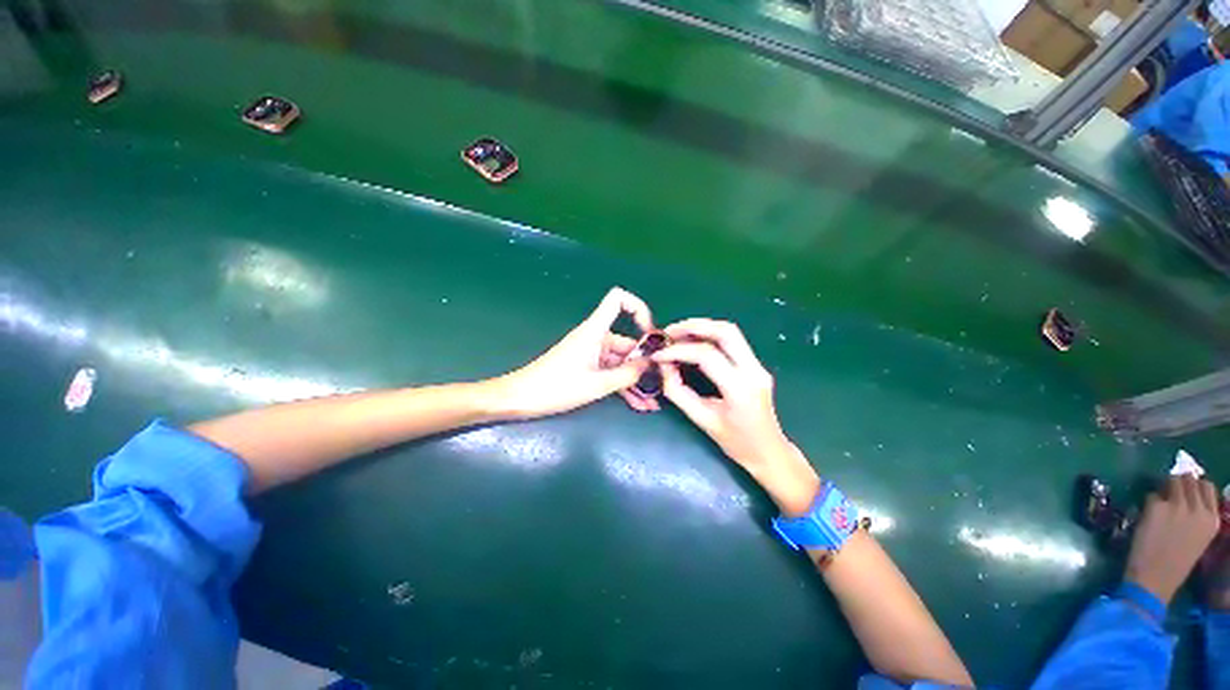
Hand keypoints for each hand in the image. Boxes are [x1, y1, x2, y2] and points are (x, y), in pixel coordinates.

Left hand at [494, 288, 653, 419]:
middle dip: (645, 363)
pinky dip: (623, 386)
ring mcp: (592, 353)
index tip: (650, 334)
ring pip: (621, 362)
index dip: (638, 309)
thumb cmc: (556, 387)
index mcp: (595, 331)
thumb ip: (627, 374)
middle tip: (662, 383)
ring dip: (636, 381)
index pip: (618, 299)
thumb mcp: (596, 384)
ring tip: (652, 402)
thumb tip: (651, 364)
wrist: (521, 398)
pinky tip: (638, 404)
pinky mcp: (588, 367)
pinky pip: (612, 373)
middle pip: (628, 342)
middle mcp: (596, 337)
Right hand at [653, 318, 818, 515]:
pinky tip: (692, 343)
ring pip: (730, 332)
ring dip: (702, 328)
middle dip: (693, 326)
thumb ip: (678, 392)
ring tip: (677, 335)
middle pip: (725, 331)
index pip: (706, 355)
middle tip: (668, 333)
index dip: (678, 351)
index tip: (657, 355)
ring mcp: (758, 365)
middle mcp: (753, 371)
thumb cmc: (736, 443)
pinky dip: (709, 336)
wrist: (769, 452)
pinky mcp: (755, 365)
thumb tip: (663, 366)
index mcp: (740, 389)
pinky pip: (732, 341)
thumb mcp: (702, 420)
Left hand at [1124, 475, 1220, 604]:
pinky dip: (1149, 502)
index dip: (1194, 485)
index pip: (1207, 486)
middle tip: (1168, 495)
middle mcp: (1199, 510)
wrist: (1155, 579)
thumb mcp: (1198, 536)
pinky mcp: (1157, 507)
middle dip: (1176, 483)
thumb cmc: (1175, 562)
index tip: (1186, 492)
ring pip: (1171, 480)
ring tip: (1159, 505)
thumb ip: (1197, 514)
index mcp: (1213, 519)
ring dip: (1163, 488)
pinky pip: (1152, 495)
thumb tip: (1187, 493)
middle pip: (1188, 479)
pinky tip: (1148, 517)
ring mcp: (1178, 506)